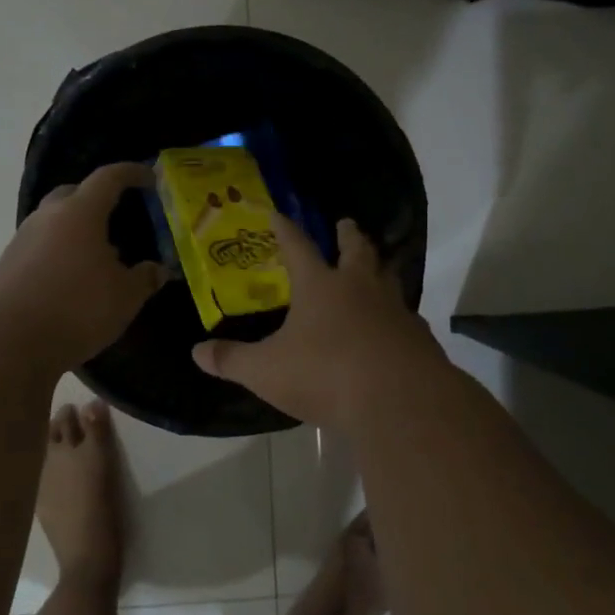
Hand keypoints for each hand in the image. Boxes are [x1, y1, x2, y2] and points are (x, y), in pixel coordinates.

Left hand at [0, 162, 167, 367]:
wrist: (8, 341)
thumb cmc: (76, 309)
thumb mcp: (124, 297)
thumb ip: (144, 278)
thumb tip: (159, 269)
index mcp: (80, 213)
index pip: (108, 178)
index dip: (131, 173)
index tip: (149, 177)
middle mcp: (48, 217)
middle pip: (74, 193)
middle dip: (97, 198)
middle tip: (119, 214)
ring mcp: (23, 239)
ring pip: (55, 221)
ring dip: (77, 228)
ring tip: (99, 254)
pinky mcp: (8, 264)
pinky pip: (42, 245)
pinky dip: (60, 251)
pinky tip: (74, 277)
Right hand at [192, 215, 443, 429]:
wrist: (399, 401)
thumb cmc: (326, 375)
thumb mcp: (266, 371)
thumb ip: (232, 360)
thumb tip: (197, 352)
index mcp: (321, 287)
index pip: (298, 247)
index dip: (285, 229)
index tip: (278, 213)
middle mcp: (361, 289)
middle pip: (357, 251)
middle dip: (349, 235)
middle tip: (346, 224)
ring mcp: (395, 311)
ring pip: (388, 279)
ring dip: (379, 269)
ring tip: (375, 269)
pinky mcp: (418, 338)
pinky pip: (406, 318)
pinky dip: (397, 316)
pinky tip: (393, 329)